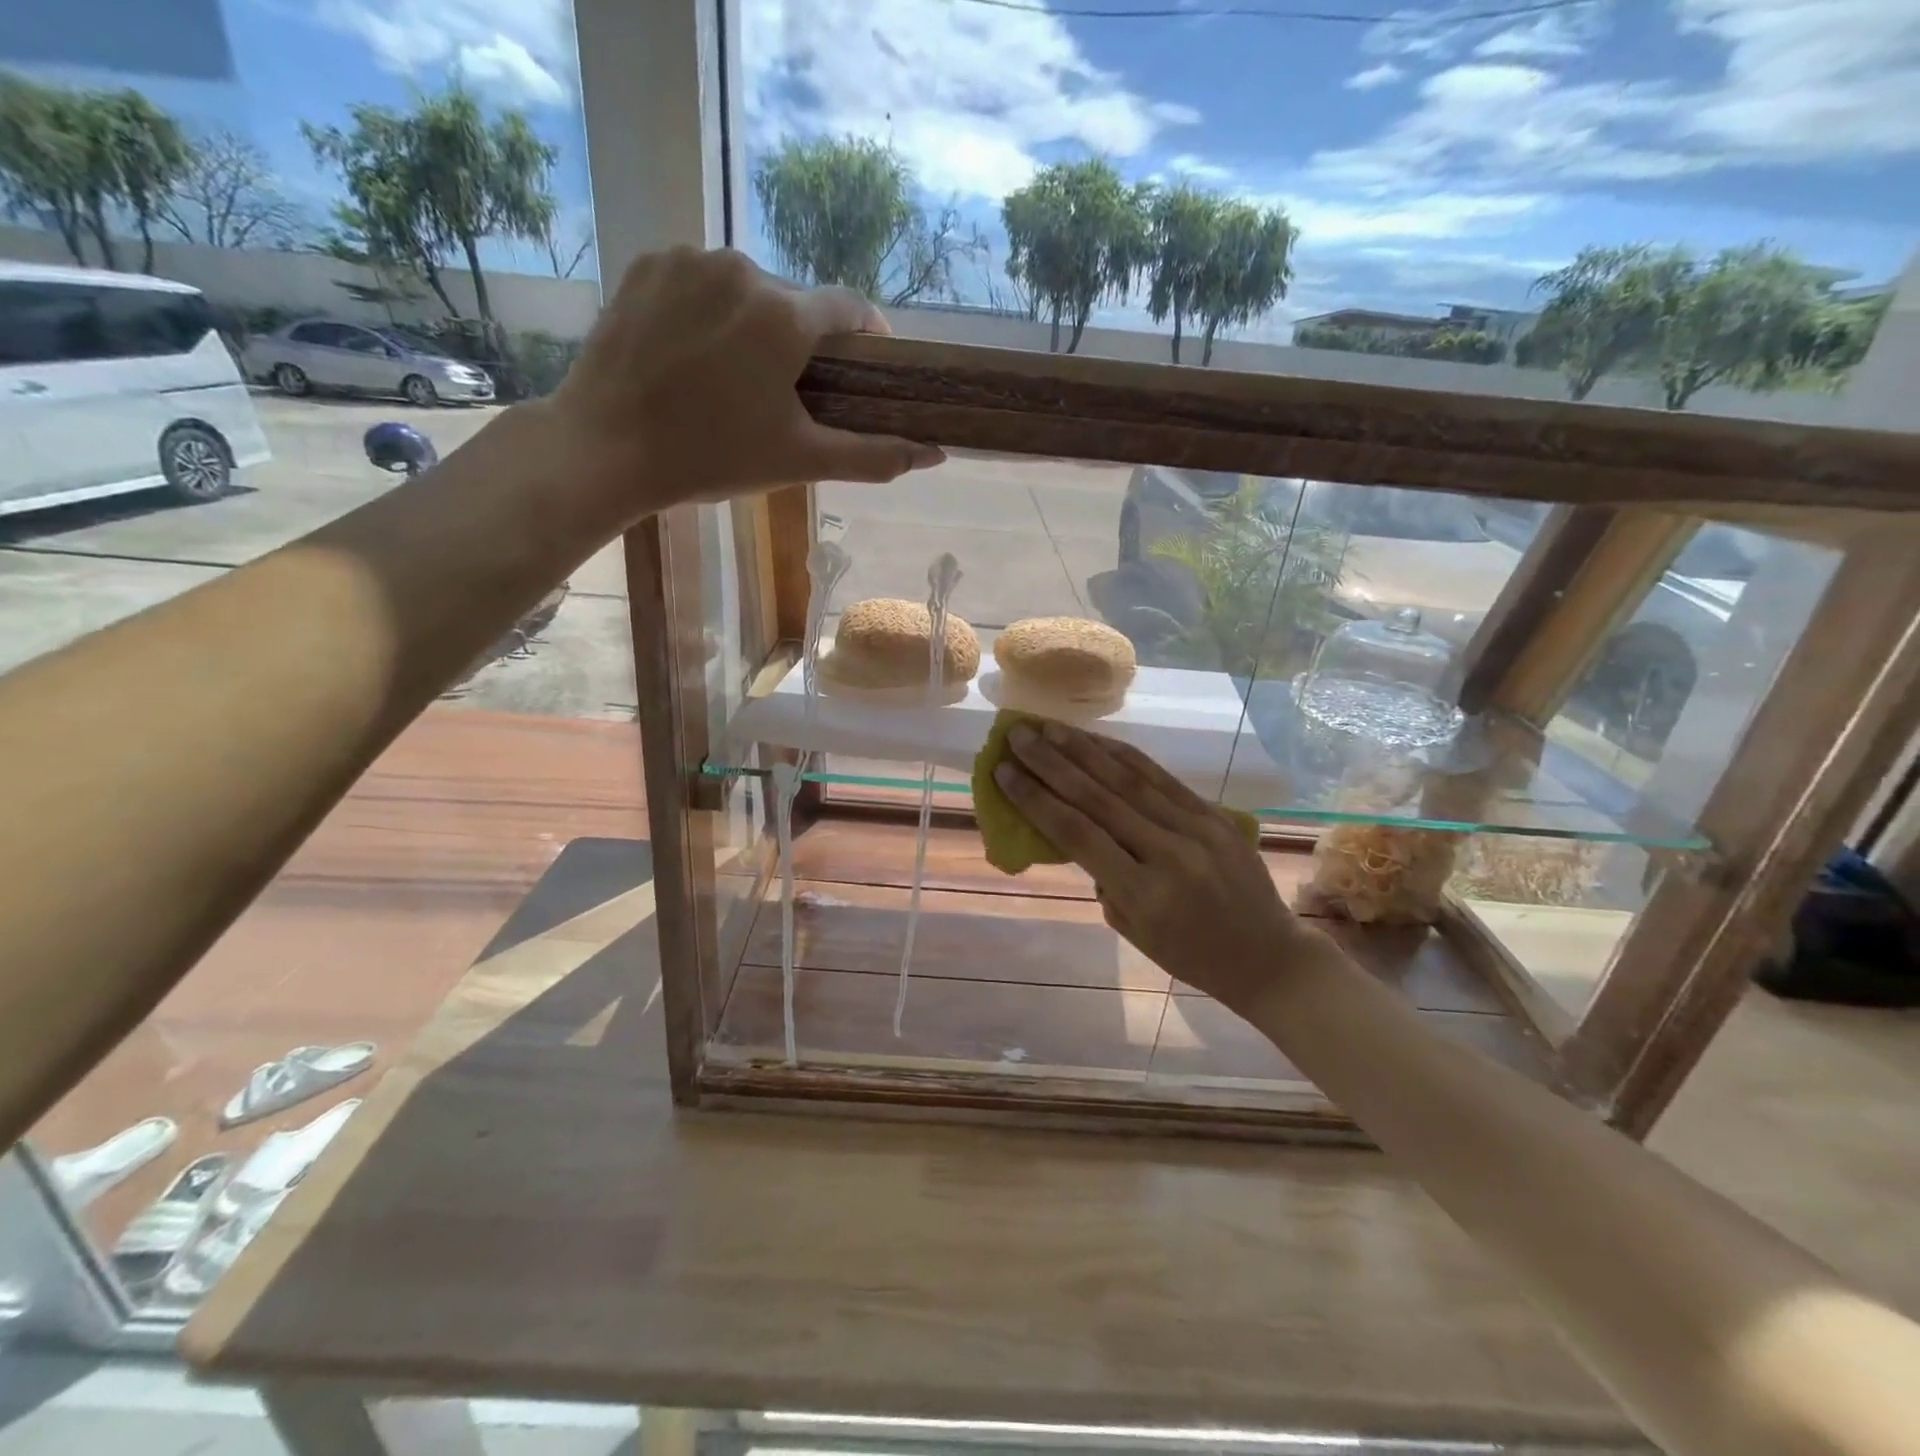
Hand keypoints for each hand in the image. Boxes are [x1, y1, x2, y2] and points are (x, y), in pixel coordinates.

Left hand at [538, 247, 944, 526]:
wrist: (605, 448)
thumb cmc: (711, 458)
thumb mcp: (800, 460)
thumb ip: (873, 455)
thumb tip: (936, 455)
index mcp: (785, 316)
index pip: (851, 309)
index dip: (865, 340)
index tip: (861, 371)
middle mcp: (742, 268)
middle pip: (795, 303)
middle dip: (800, 344)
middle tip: (783, 396)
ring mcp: (688, 259)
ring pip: (746, 290)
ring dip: (752, 326)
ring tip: (730, 379)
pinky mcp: (647, 263)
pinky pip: (699, 281)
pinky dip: (708, 311)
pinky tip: (691, 354)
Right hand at [994, 720, 1314, 1016]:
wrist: (1269, 957)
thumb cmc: (1191, 956)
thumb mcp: (1134, 932)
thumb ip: (1104, 880)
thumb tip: (1079, 832)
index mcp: (1143, 893)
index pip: (1077, 834)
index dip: (1036, 799)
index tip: (1003, 772)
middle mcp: (1168, 853)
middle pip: (1097, 797)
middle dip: (1050, 762)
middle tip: (1016, 735)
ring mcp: (1196, 828)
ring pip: (1128, 779)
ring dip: (1083, 749)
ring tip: (1048, 727)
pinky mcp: (1214, 815)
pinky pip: (1161, 778)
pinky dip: (1124, 756)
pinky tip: (1097, 741)